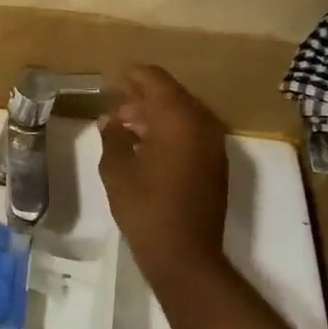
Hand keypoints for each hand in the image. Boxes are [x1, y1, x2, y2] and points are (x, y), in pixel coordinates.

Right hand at [99, 65, 230, 288]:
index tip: (113, 78)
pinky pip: (192, 133)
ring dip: (157, 115)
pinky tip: (147, 146)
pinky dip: (171, 131)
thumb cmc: (144, 207)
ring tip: (126, 127)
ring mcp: (213, 144)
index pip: (156, 80)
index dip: (133, 75)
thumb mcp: (116, 169)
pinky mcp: (216, 164)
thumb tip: (111, 120)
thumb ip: (112, 136)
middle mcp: (202, 124)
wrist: (184, 253)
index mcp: (178, 118)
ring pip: (183, 115)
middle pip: (172, 95)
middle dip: (143, 97)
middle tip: (115, 107)